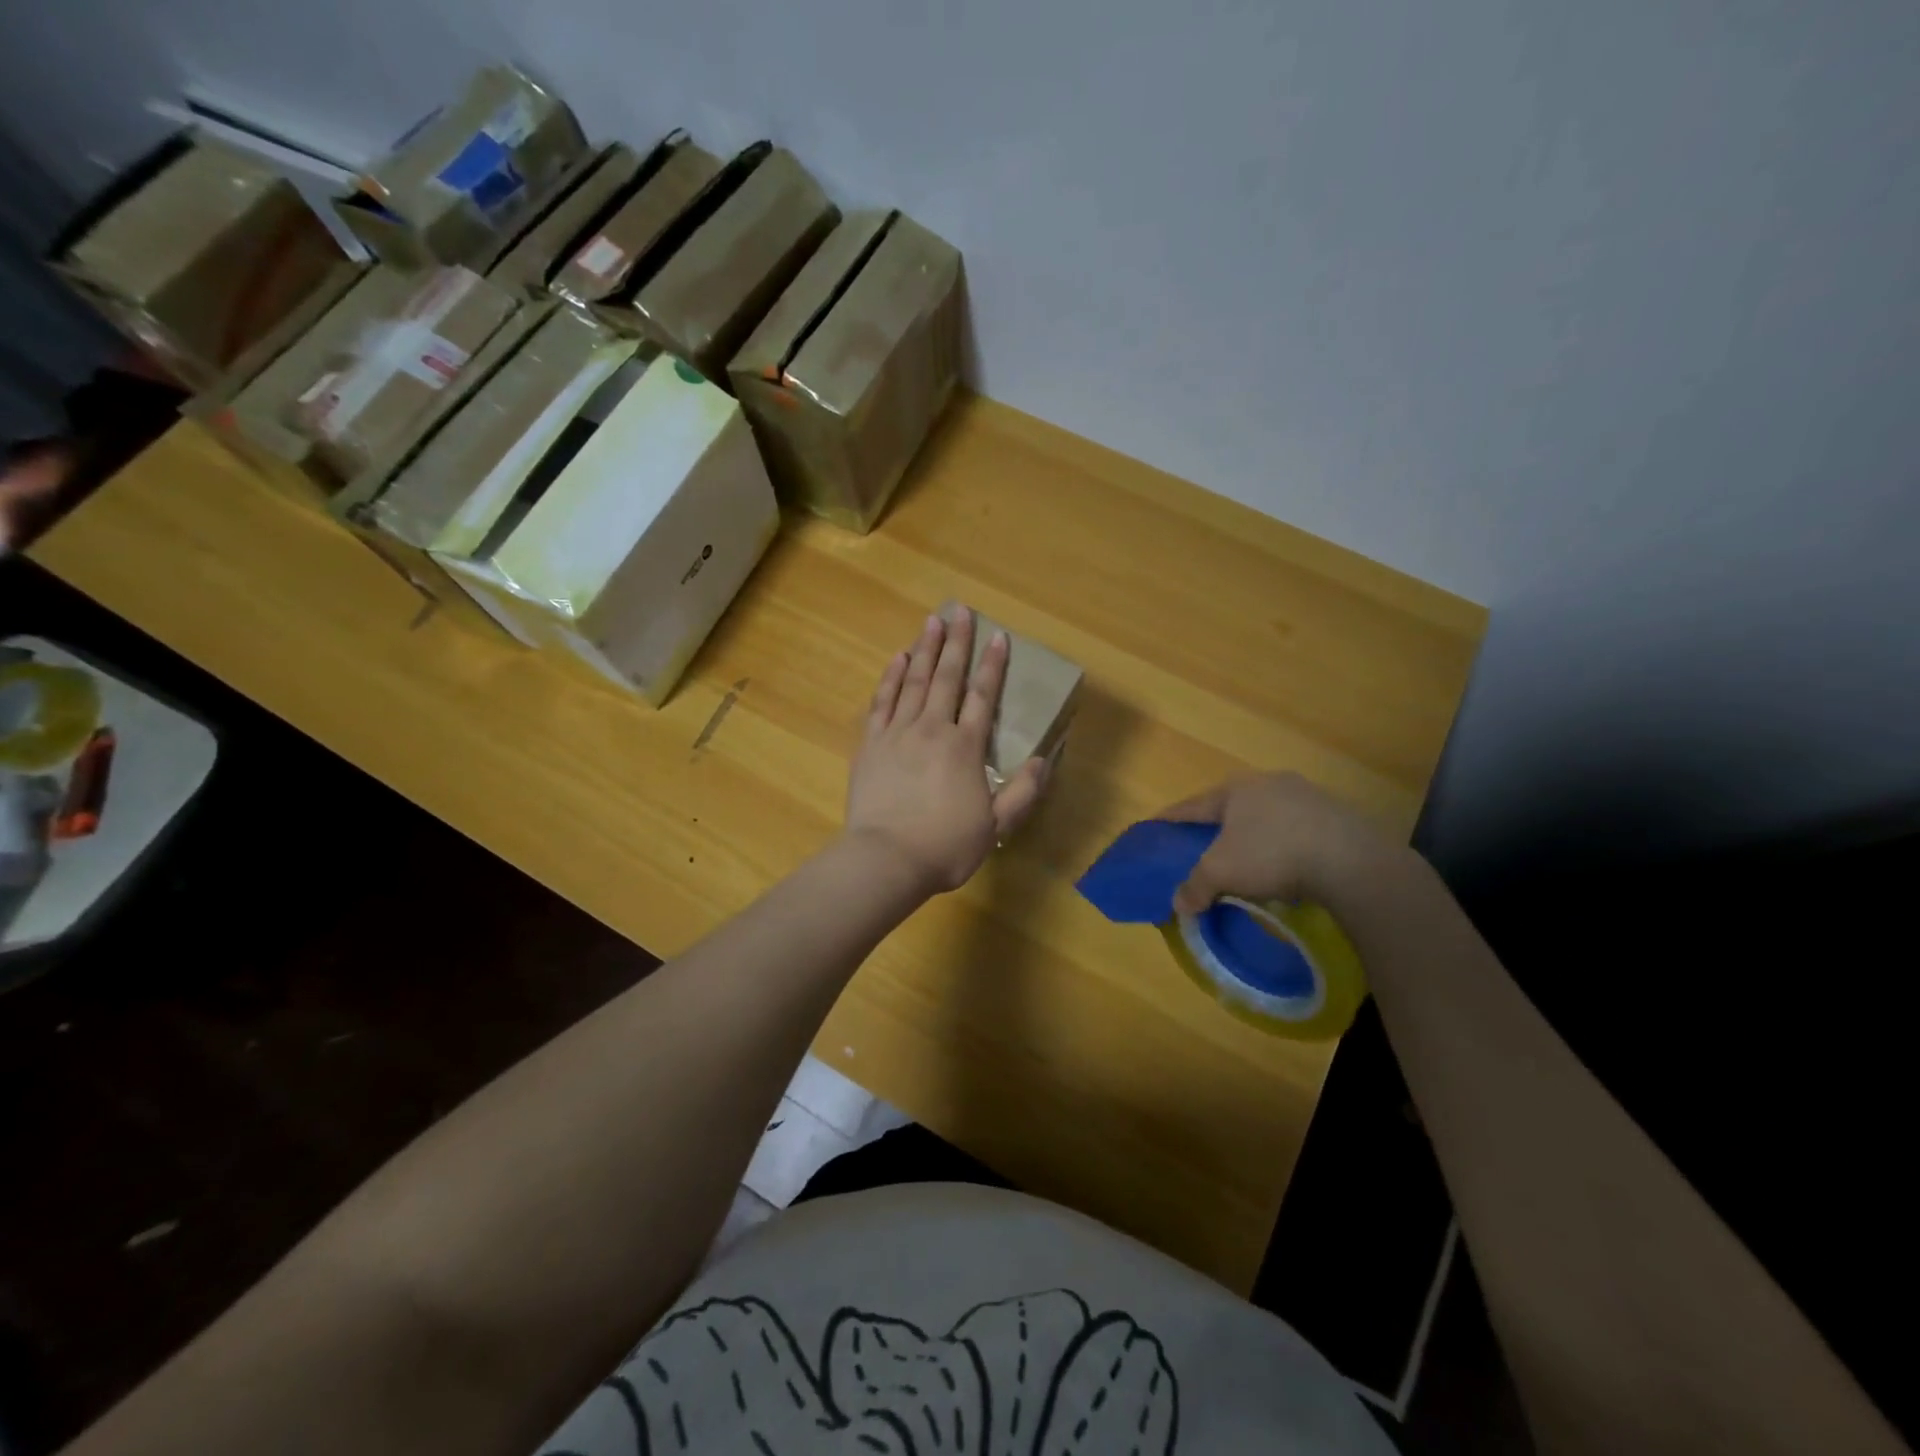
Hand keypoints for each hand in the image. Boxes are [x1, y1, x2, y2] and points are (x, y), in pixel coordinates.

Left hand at [846, 607, 1048, 893]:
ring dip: (924, 649)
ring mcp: (898, 733)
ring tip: (931, 621)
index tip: (999, 637)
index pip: (982, 697)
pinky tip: (897, 659)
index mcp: (966, 747)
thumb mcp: (995, 826)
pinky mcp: (871, 743)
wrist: (887, 859)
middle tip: (961, 611)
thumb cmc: (945, 846)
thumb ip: (1022, 792)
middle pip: (946, 677)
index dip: (993, 666)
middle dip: (957, 642)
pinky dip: (891, 677)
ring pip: (914, 681)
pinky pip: (882, 701)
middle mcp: (933, 729)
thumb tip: (1043, 761)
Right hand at [1159, 772, 1401, 913]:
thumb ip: (1195, 885)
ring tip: (1245, 861)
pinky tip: (1285, 867)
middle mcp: (1269, 783)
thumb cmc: (1271, 854)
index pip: (1192, 805)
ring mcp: (1307, 796)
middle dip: (1215, 828)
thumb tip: (1178, 904)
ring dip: (1252, 838)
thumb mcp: (1221, 872)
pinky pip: (1296, 831)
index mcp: (1236, 788)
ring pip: (1266, 818)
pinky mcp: (1336, 816)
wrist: (1351, 861)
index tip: (1154, 827)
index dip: (1170, 819)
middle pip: (1231, 808)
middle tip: (1200, 848)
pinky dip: (1283, 846)